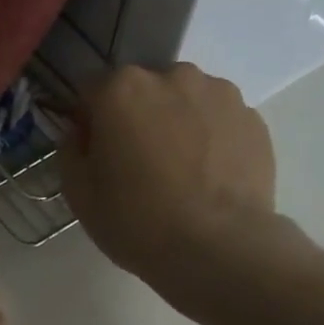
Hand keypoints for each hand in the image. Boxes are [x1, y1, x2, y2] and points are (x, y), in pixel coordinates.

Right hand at [60, 63, 300, 309]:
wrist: (219, 248)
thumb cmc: (137, 221)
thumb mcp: (79, 194)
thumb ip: (70, 150)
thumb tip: (81, 133)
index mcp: (122, 88)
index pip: (90, 89)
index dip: (88, 120)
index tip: (94, 151)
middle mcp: (172, 76)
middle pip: (142, 89)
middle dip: (136, 116)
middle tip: (139, 164)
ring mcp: (220, 93)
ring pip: (184, 101)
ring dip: (176, 123)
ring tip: (181, 172)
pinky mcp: (253, 118)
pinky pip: (218, 121)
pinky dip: (210, 139)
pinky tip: (209, 178)